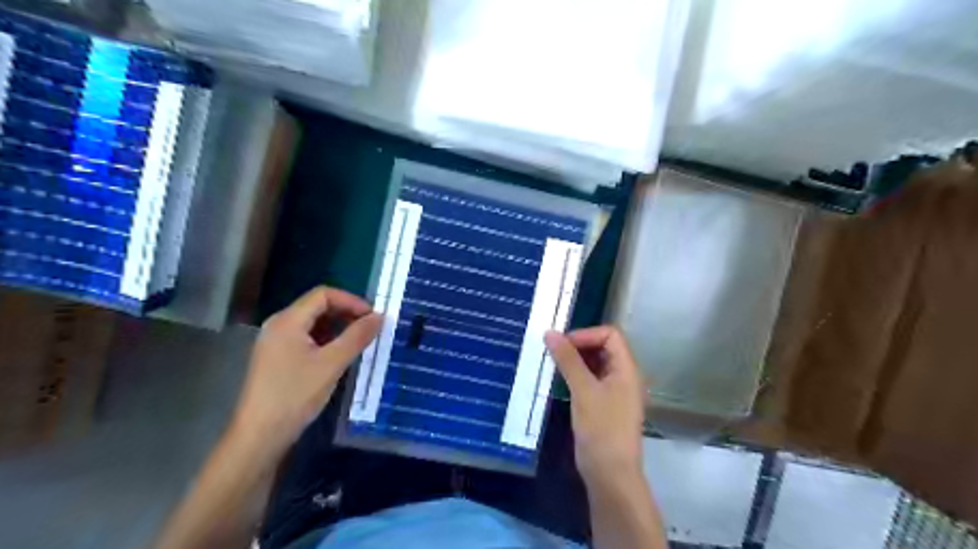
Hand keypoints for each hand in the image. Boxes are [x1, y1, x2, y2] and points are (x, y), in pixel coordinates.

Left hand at [229, 287, 381, 458]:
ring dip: (338, 327)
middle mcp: (279, 325)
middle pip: (317, 306)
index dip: (351, 301)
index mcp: (288, 320)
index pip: (323, 294)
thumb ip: (357, 336)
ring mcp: (276, 342)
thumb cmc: (295, 395)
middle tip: (369, 329)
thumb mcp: (332, 363)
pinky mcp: (277, 358)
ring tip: (359, 342)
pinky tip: (339, 356)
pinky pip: (306, 338)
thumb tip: (380, 316)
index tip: (372, 317)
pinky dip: (326, 340)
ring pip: (313, 323)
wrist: (260, 435)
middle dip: (346, 313)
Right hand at [548, 327, 646, 484]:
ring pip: (596, 363)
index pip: (610, 335)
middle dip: (579, 345)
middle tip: (554, 352)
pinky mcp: (604, 404)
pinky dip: (576, 375)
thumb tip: (550, 333)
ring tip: (553, 364)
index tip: (562, 344)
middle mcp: (624, 376)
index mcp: (627, 369)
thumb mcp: (583, 390)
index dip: (586, 334)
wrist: (610, 474)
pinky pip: (591, 379)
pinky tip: (560, 380)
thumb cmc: (601, 429)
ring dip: (576, 360)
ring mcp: (615, 391)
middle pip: (604, 347)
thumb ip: (568, 360)